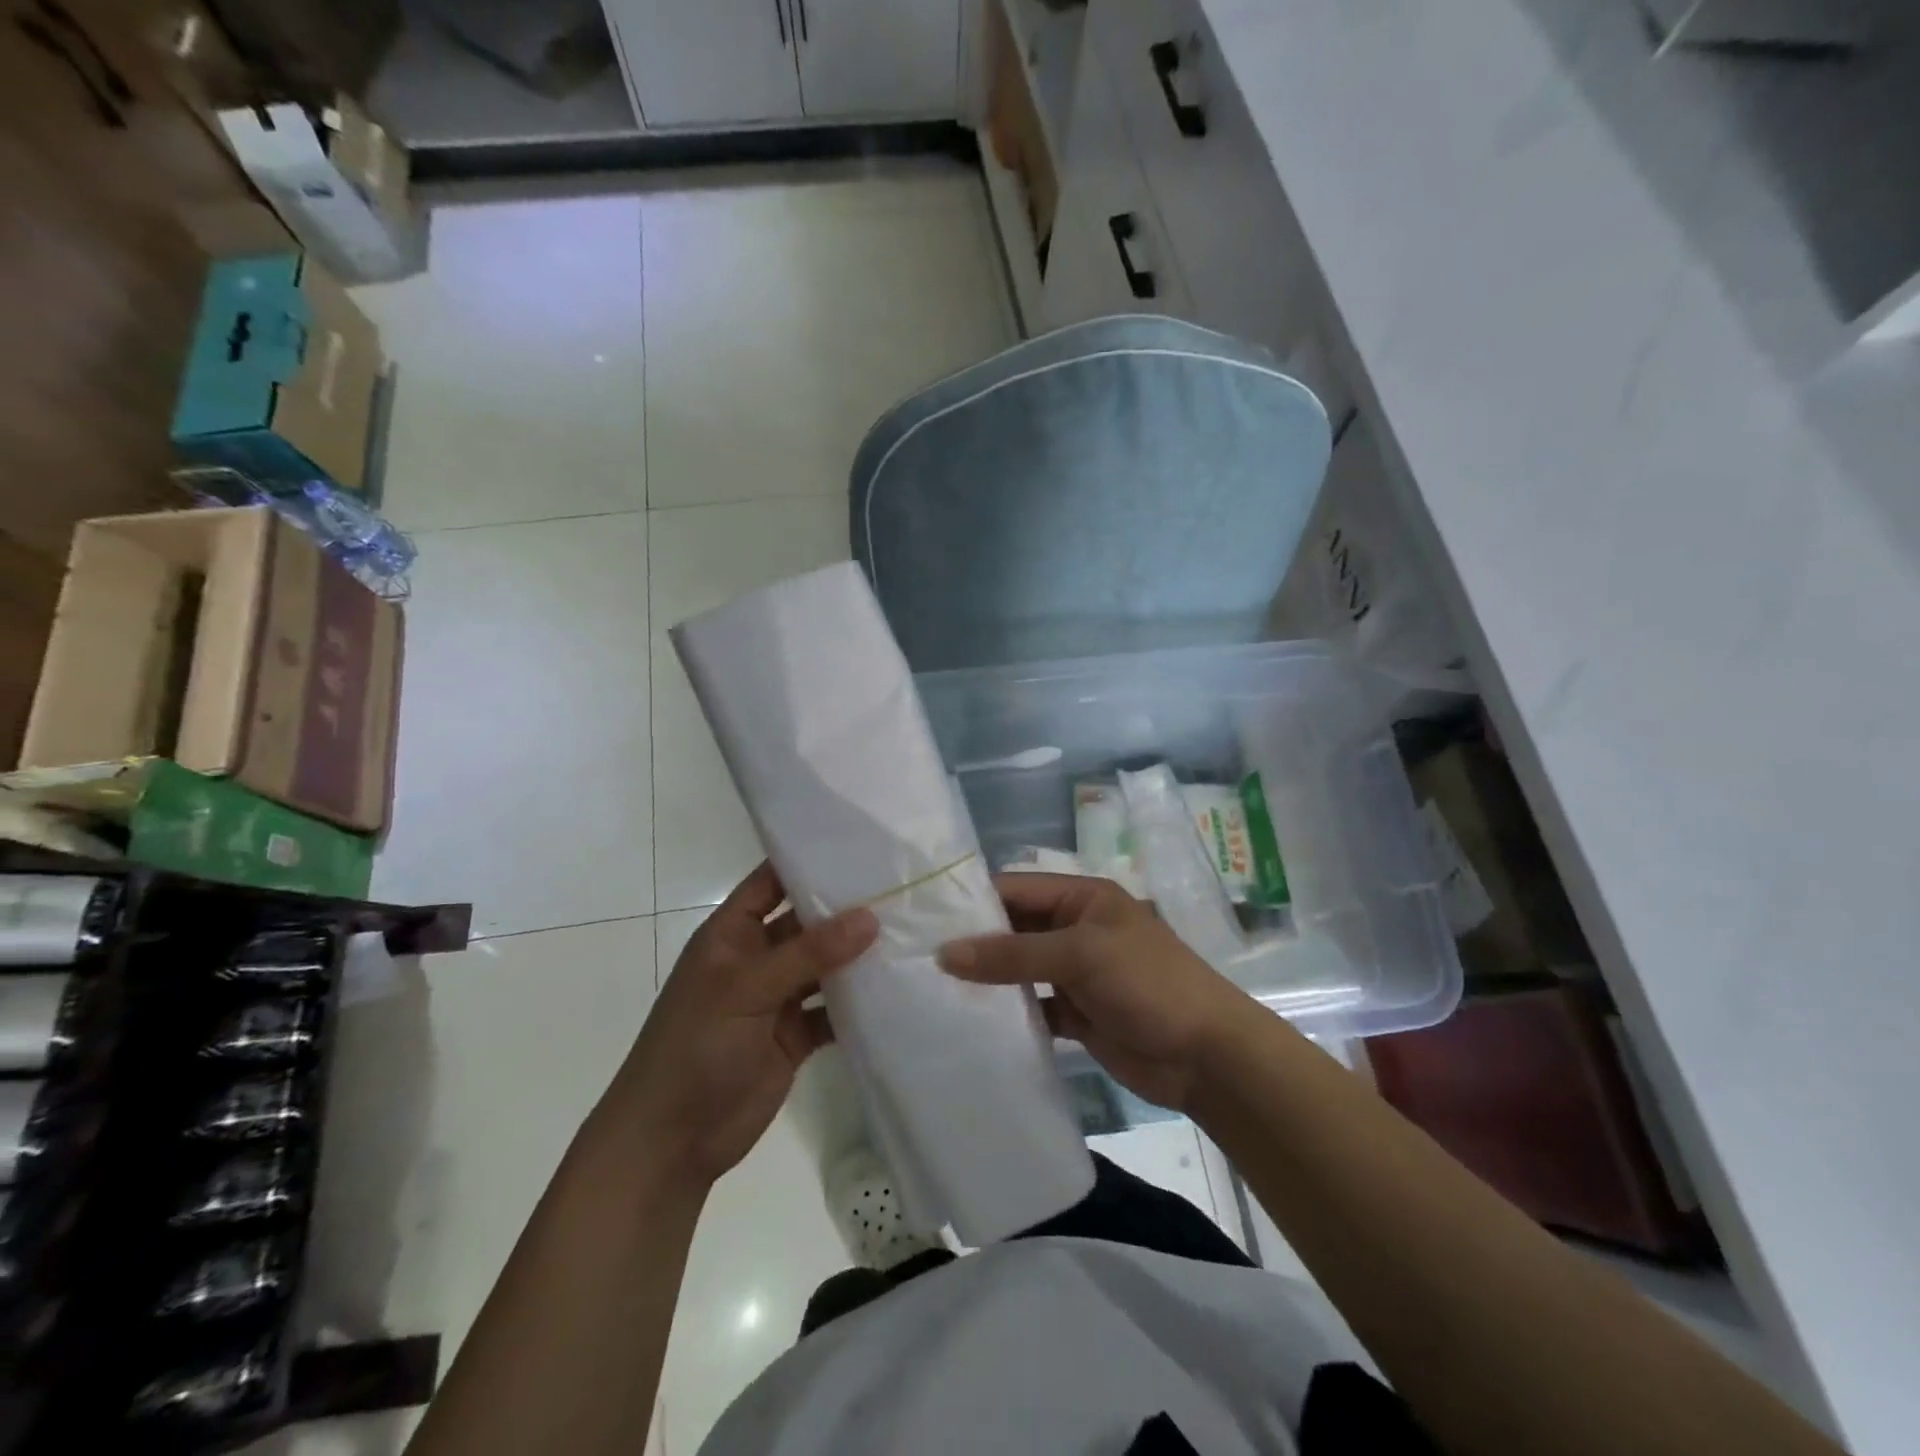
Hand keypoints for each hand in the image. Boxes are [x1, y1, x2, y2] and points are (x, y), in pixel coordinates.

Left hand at [605, 864, 877, 1186]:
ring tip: (911, 930)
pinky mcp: (795, 1035)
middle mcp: (757, 958)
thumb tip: (869, 916)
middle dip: (846, 908)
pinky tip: (898, 987)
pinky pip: (833, 1009)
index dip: (807, 860)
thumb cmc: (696, 1048)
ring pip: (825, 965)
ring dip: (858, 955)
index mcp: (732, 934)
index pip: (772, 881)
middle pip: (807, 922)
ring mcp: (777, 998)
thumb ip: (808, 953)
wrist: (671, 1142)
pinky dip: (860, 1002)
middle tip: (901, 886)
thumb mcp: (746, 990)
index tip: (860, 841)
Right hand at [938, 873, 1251, 1112]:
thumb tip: (944, 953)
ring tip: (932, 988)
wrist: (1206, 1056)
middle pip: (1015, 928)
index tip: (924, 916)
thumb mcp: (1079, 956)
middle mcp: (1076, 928)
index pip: (1017, 889)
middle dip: (975, 942)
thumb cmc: (1147, 983)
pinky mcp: (1076, 1013)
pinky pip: (1032, 1006)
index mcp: (1082, 898)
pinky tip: (972, 1021)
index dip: (974, 901)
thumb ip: (1012, 954)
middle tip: (918, 956)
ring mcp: (1076, 973)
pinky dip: (1008, 1012)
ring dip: (987, 978)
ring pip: (1020, 968)